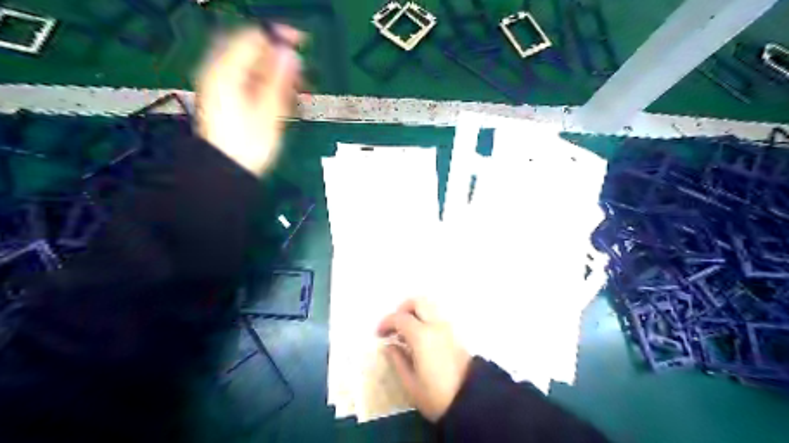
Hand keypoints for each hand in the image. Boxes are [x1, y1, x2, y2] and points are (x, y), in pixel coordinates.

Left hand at [195, 24, 301, 175]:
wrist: (226, 171)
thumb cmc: (247, 146)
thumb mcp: (269, 113)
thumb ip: (279, 81)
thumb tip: (290, 55)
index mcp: (226, 73)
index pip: (252, 37)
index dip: (278, 36)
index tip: (302, 42)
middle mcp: (218, 72)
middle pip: (248, 47)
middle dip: (276, 52)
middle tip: (299, 66)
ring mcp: (219, 84)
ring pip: (248, 62)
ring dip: (272, 67)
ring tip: (294, 84)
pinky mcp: (224, 96)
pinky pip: (246, 76)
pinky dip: (264, 79)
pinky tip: (279, 92)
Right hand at [377, 298, 470, 421]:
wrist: (471, 401)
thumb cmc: (436, 396)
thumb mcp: (410, 383)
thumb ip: (397, 360)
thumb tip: (389, 346)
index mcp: (422, 336)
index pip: (400, 318)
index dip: (386, 323)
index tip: (379, 335)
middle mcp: (435, 325)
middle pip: (417, 302)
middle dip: (402, 310)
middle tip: (394, 327)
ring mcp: (447, 328)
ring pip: (429, 307)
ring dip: (415, 314)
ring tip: (406, 334)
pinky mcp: (455, 334)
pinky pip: (436, 317)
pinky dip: (425, 319)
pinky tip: (420, 339)